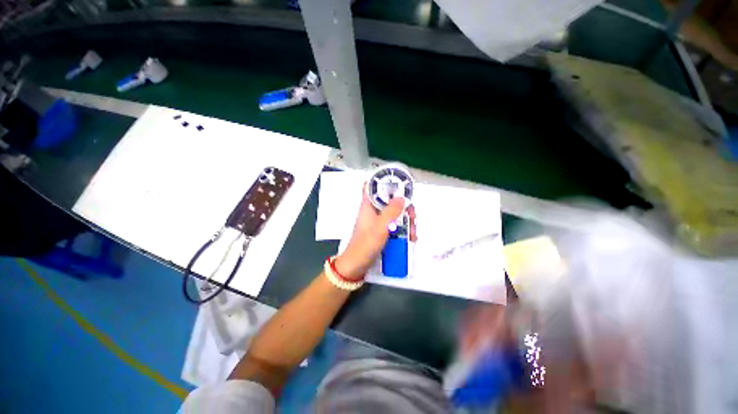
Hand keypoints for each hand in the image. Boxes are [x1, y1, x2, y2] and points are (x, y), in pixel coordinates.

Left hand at [334, 190, 404, 279]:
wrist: (356, 265)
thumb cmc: (365, 245)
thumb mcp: (380, 226)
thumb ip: (391, 211)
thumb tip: (401, 198)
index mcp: (368, 205)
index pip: (373, 187)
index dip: (385, 182)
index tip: (399, 185)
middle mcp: (373, 211)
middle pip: (390, 201)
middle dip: (403, 207)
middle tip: (411, 216)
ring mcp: (377, 221)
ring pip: (394, 213)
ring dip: (405, 221)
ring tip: (412, 233)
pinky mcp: (381, 231)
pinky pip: (394, 225)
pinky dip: (402, 229)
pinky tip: (408, 238)